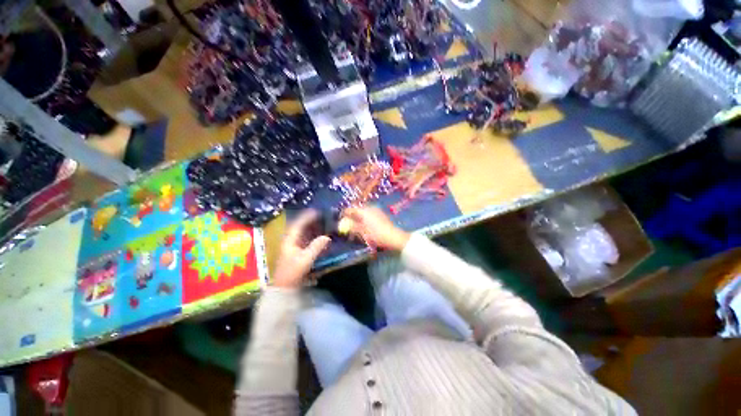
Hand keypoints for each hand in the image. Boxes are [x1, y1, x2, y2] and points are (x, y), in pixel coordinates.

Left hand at [272, 210, 330, 287]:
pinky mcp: (297, 251)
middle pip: (300, 227)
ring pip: (303, 233)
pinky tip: (320, 236)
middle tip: (322, 216)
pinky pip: (306, 239)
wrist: (284, 287)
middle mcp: (290, 241)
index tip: (316, 211)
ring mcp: (293, 246)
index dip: (306, 217)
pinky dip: (313, 235)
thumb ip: (316, 247)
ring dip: (312, 227)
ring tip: (323, 223)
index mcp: (289, 240)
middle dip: (310, 221)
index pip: (298, 224)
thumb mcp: (305, 259)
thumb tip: (326, 237)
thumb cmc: (293, 272)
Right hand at [342, 206, 409, 250]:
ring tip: (356, 229)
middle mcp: (370, 208)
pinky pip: (369, 215)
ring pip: (363, 213)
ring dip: (358, 219)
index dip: (344, 214)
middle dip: (351, 217)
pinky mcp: (380, 215)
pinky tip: (364, 228)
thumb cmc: (376, 235)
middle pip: (357, 210)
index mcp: (364, 211)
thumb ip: (352, 227)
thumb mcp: (362, 232)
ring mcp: (376, 211)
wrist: (393, 237)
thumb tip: (343, 224)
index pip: (350, 209)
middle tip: (348, 226)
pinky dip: (364, 220)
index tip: (340, 220)